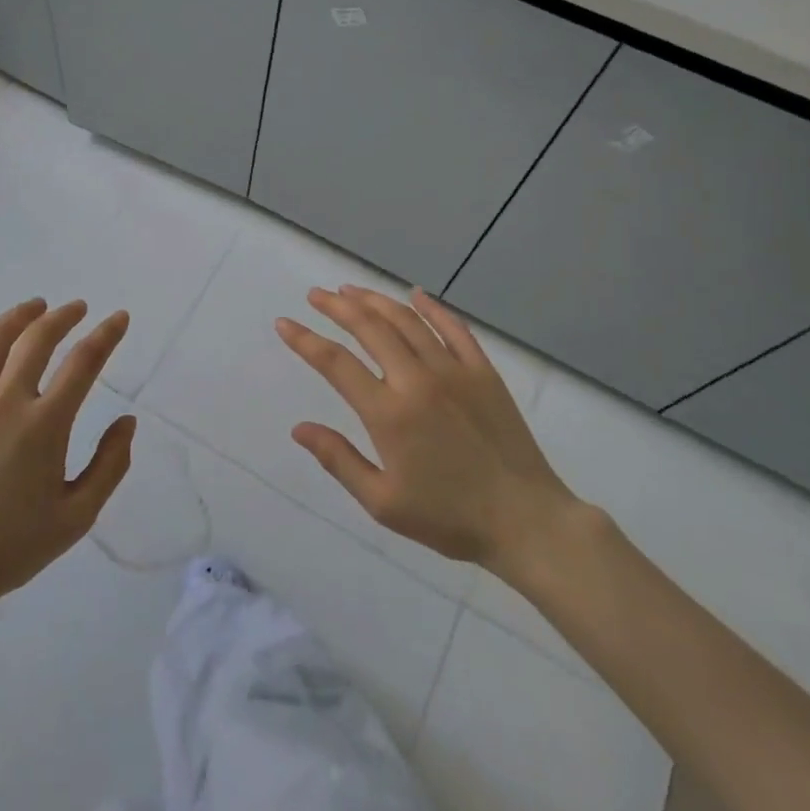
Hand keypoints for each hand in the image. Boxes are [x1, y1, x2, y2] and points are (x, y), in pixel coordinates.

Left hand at [0, 299, 134, 603]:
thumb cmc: (12, 546)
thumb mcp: (77, 516)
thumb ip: (110, 465)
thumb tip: (127, 421)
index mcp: (45, 425)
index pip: (84, 362)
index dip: (106, 335)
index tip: (119, 318)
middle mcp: (5, 401)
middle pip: (38, 339)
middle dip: (63, 316)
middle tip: (77, 308)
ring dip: (19, 316)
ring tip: (34, 308)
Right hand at [278, 286, 575, 570]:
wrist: (524, 520)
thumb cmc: (448, 517)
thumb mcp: (383, 502)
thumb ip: (339, 460)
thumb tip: (299, 428)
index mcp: (389, 413)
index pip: (335, 363)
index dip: (305, 340)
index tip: (285, 324)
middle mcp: (417, 380)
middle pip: (369, 328)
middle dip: (337, 306)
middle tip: (316, 295)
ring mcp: (453, 370)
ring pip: (407, 321)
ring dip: (375, 300)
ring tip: (351, 289)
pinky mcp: (483, 371)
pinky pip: (454, 328)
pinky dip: (431, 307)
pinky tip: (415, 294)